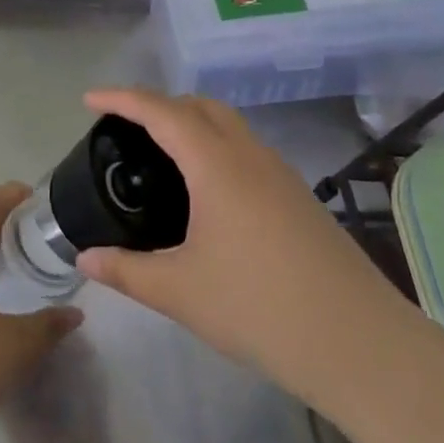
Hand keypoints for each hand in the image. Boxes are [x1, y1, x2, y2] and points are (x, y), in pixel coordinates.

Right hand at [76, 89, 411, 406]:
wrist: (359, 343)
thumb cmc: (259, 308)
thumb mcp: (179, 291)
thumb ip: (126, 270)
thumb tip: (84, 258)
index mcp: (217, 165)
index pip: (162, 112)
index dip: (122, 99)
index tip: (89, 98)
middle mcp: (251, 157)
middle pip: (201, 106)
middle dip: (160, 104)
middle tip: (125, 127)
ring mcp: (282, 176)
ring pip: (231, 127)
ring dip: (193, 124)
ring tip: (162, 156)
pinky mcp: (300, 199)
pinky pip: (248, 152)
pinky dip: (216, 149)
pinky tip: (207, 193)